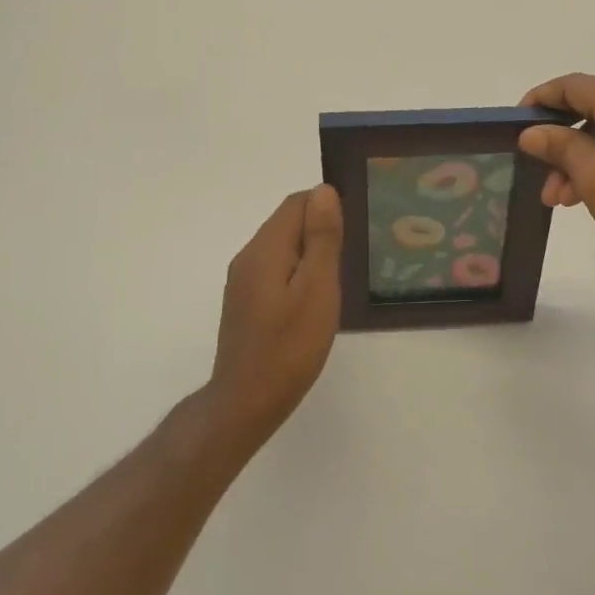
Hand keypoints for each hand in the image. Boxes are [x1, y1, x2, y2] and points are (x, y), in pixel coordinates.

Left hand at [205, 186, 343, 451]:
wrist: (246, 403)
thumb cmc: (289, 347)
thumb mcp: (317, 289)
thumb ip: (322, 239)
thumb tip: (324, 191)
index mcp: (265, 248)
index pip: (296, 203)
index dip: (327, 208)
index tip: (351, 235)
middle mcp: (248, 256)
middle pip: (287, 222)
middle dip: (320, 231)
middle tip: (348, 262)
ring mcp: (242, 280)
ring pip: (282, 246)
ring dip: (310, 253)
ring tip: (334, 283)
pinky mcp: (245, 301)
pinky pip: (275, 269)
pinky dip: (297, 272)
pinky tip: (312, 301)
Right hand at [518, 74, 594, 275]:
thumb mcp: (594, 176)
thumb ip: (559, 146)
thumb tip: (532, 132)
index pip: (574, 85)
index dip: (540, 99)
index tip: (515, 125)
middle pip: (591, 110)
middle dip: (559, 142)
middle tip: (539, 175)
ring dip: (579, 160)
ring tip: (560, 200)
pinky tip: (588, 197)